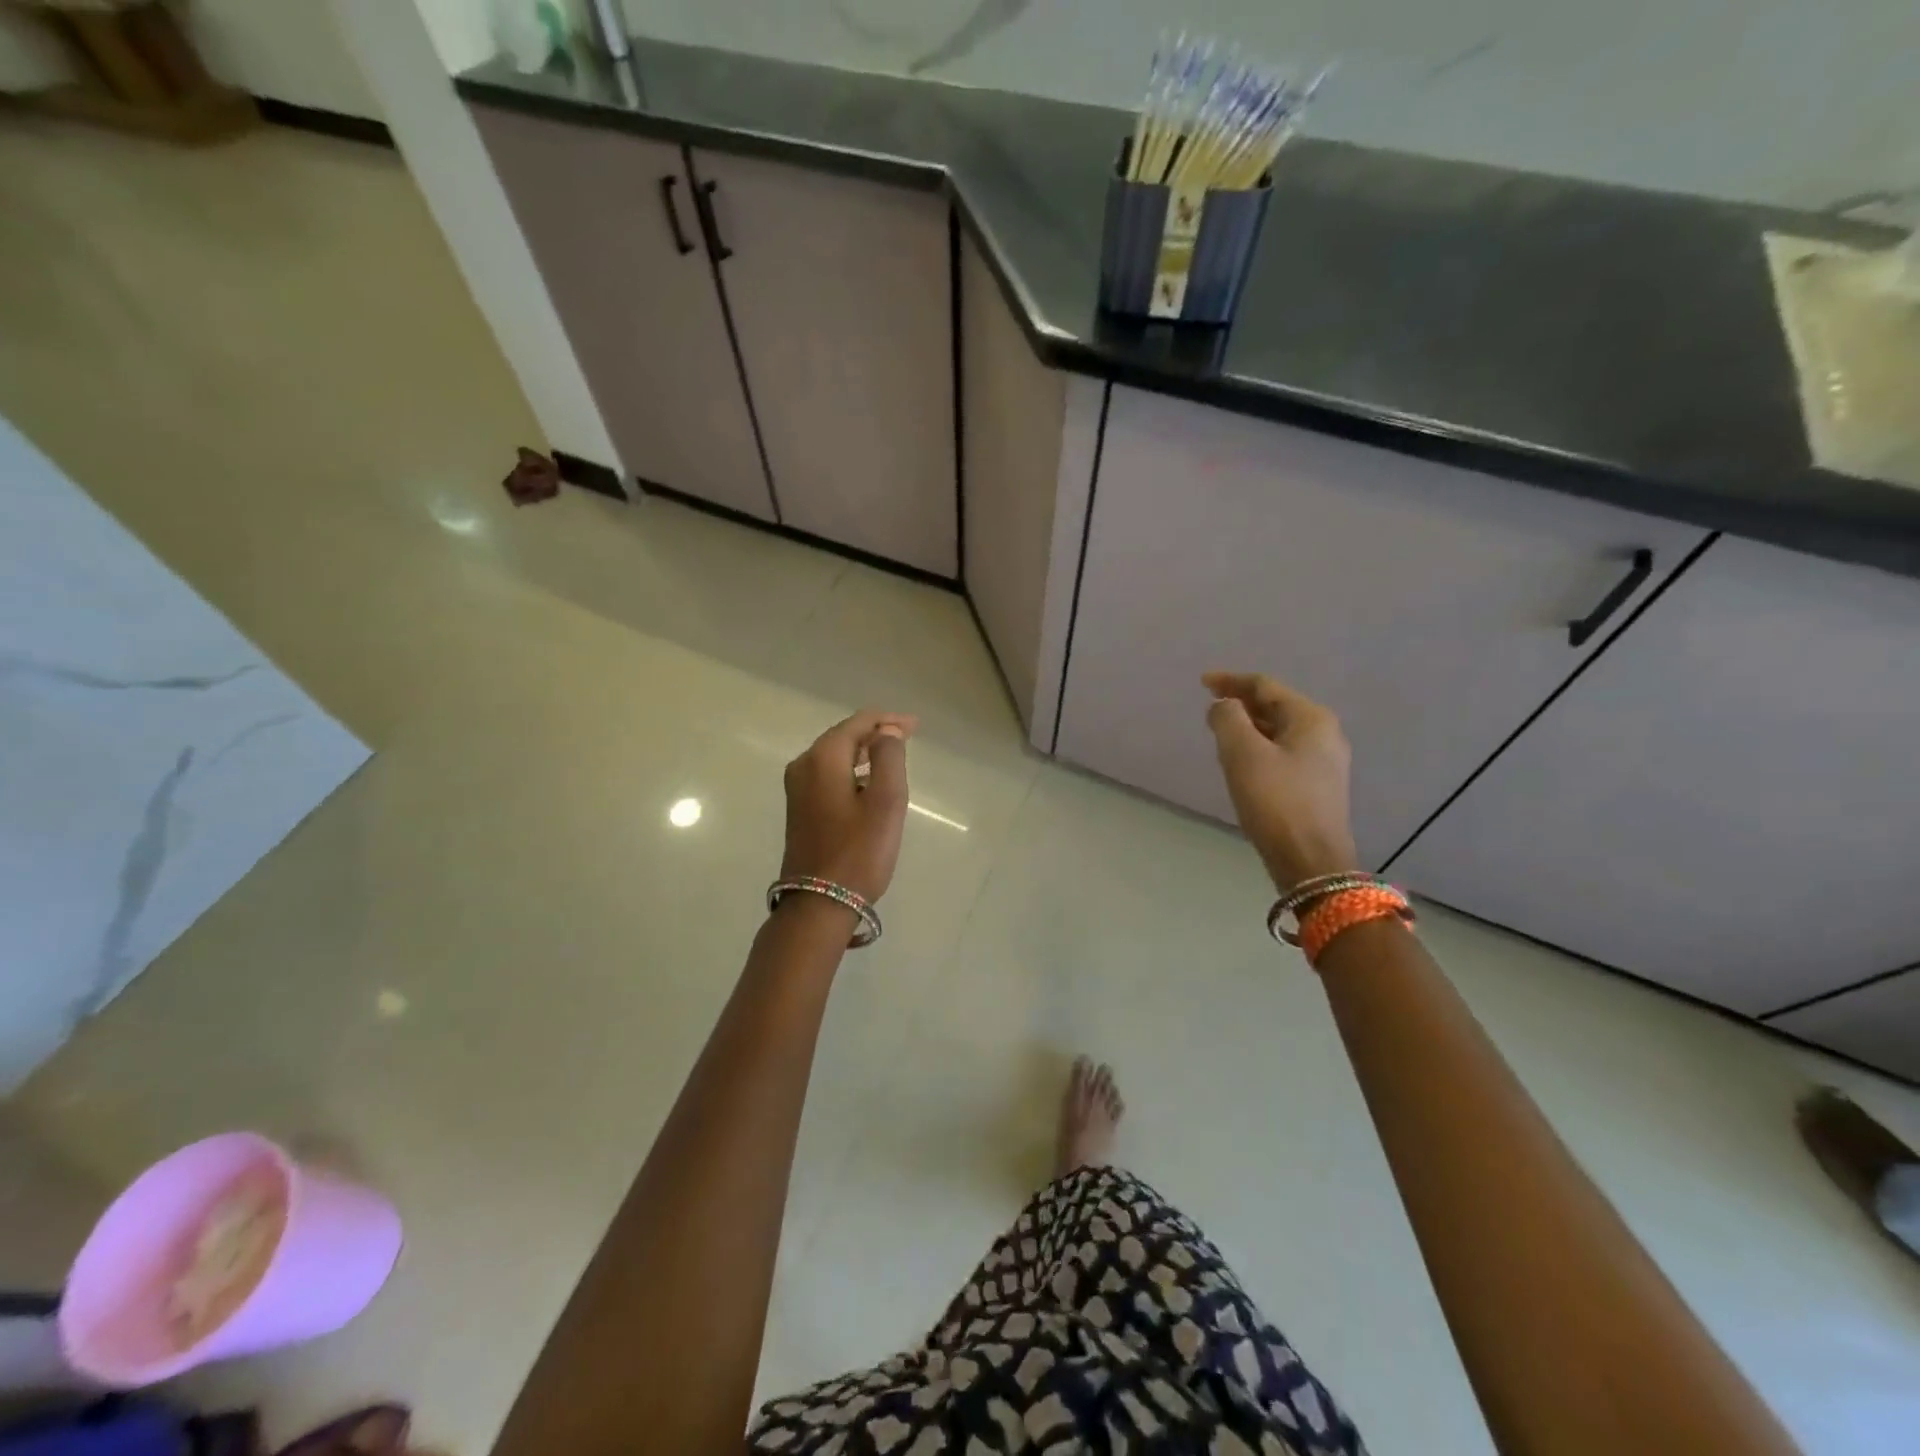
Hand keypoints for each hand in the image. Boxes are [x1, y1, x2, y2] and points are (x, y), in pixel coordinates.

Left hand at [780, 709, 917, 903]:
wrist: (819, 905)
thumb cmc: (859, 852)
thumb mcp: (886, 801)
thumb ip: (889, 757)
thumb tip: (886, 733)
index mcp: (822, 758)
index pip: (858, 723)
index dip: (888, 720)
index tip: (916, 726)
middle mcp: (803, 765)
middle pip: (844, 735)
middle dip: (876, 733)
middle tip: (908, 736)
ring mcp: (797, 788)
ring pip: (835, 755)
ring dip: (864, 752)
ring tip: (893, 756)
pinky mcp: (800, 808)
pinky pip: (828, 774)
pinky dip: (851, 769)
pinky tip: (869, 781)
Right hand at [1203, 671, 1358, 892]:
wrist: (1310, 861)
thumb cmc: (1276, 801)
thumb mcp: (1243, 754)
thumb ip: (1228, 719)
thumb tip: (1223, 706)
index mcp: (1311, 719)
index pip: (1265, 686)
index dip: (1231, 681)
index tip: (1202, 682)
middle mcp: (1324, 734)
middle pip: (1275, 706)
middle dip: (1241, 703)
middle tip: (1209, 707)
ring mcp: (1324, 762)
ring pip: (1278, 731)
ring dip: (1248, 726)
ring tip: (1219, 731)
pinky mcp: (1316, 786)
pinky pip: (1282, 752)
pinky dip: (1258, 747)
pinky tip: (1240, 760)